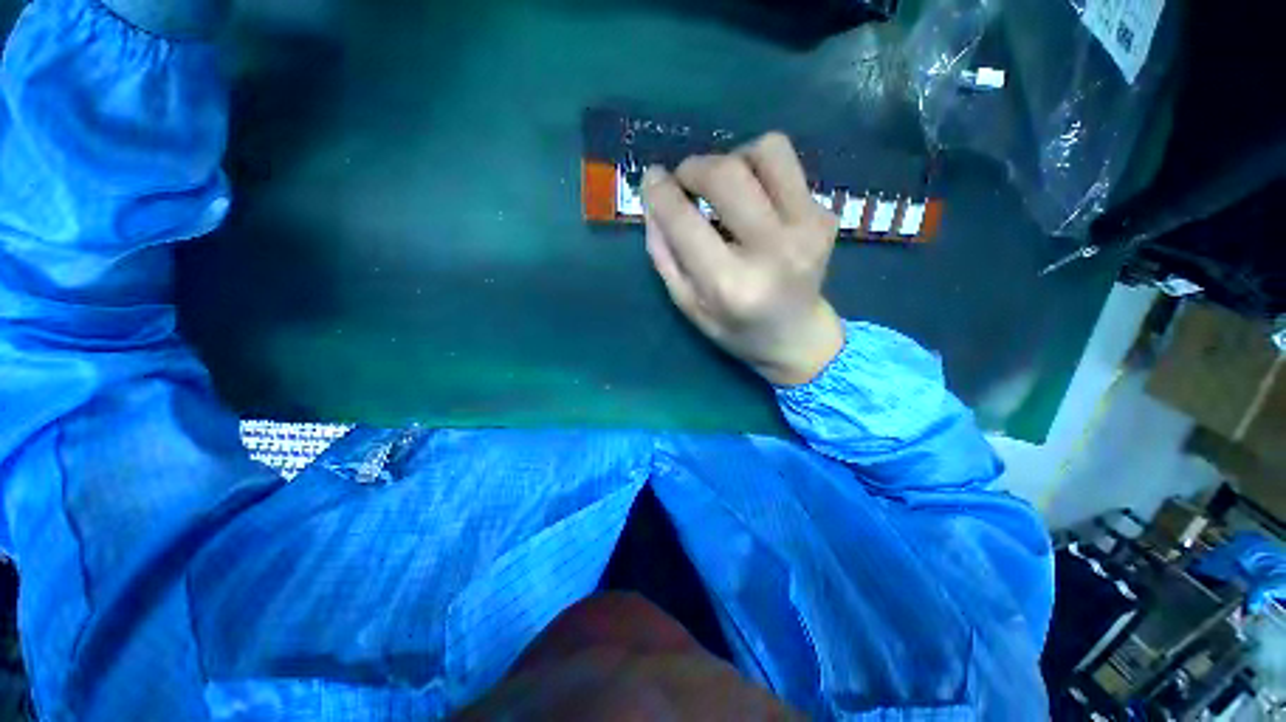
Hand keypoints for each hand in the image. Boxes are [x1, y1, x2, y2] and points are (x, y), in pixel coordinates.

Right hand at [641, 133, 845, 386]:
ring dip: (733, 158)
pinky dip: (760, 171)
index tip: (652, 179)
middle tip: (685, 183)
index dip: (661, 192)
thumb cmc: (735, 329)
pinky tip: (754, 201)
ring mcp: (807, 228)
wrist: (797, 337)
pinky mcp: (825, 215)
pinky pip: (786, 165)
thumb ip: (664, 253)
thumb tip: (652, 196)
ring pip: (766, 151)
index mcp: (729, 284)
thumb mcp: (687, 304)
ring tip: (724, 188)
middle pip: (726, 174)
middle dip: (694, 168)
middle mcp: (772, 251)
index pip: (685, 221)